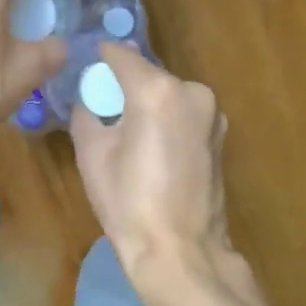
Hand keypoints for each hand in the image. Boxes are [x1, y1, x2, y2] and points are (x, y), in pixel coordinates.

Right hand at [71, 43, 240, 297]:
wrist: (180, 251)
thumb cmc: (128, 202)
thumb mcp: (92, 154)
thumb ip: (87, 113)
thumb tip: (90, 99)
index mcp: (157, 91)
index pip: (121, 55)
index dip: (101, 56)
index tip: (86, 63)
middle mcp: (191, 91)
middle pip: (148, 74)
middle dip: (125, 84)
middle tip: (102, 105)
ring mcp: (212, 114)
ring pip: (168, 94)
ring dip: (148, 103)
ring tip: (127, 132)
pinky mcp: (219, 136)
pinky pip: (184, 114)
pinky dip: (166, 120)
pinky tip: (152, 149)